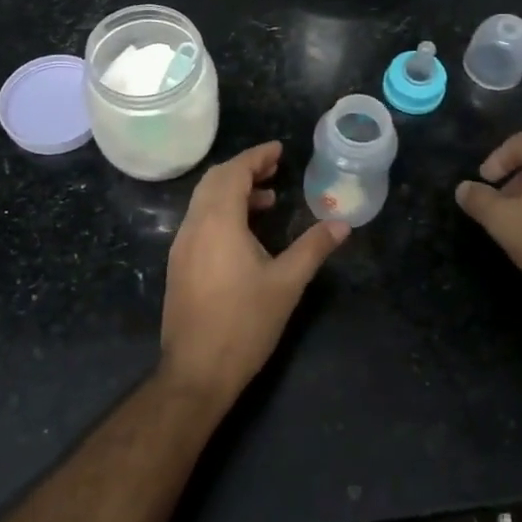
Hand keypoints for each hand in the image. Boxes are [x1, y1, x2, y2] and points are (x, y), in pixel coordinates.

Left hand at [159, 142, 348, 406]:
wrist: (196, 372)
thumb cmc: (244, 323)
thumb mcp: (287, 283)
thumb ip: (313, 248)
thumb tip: (342, 224)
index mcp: (218, 222)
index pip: (233, 173)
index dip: (256, 156)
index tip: (279, 150)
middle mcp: (194, 226)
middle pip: (214, 181)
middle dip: (244, 169)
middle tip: (275, 168)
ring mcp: (181, 246)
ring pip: (204, 202)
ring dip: (233, 192)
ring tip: (268, 201)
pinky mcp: (179, 265)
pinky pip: (200, 222)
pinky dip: (222, 212)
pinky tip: (246, 234)